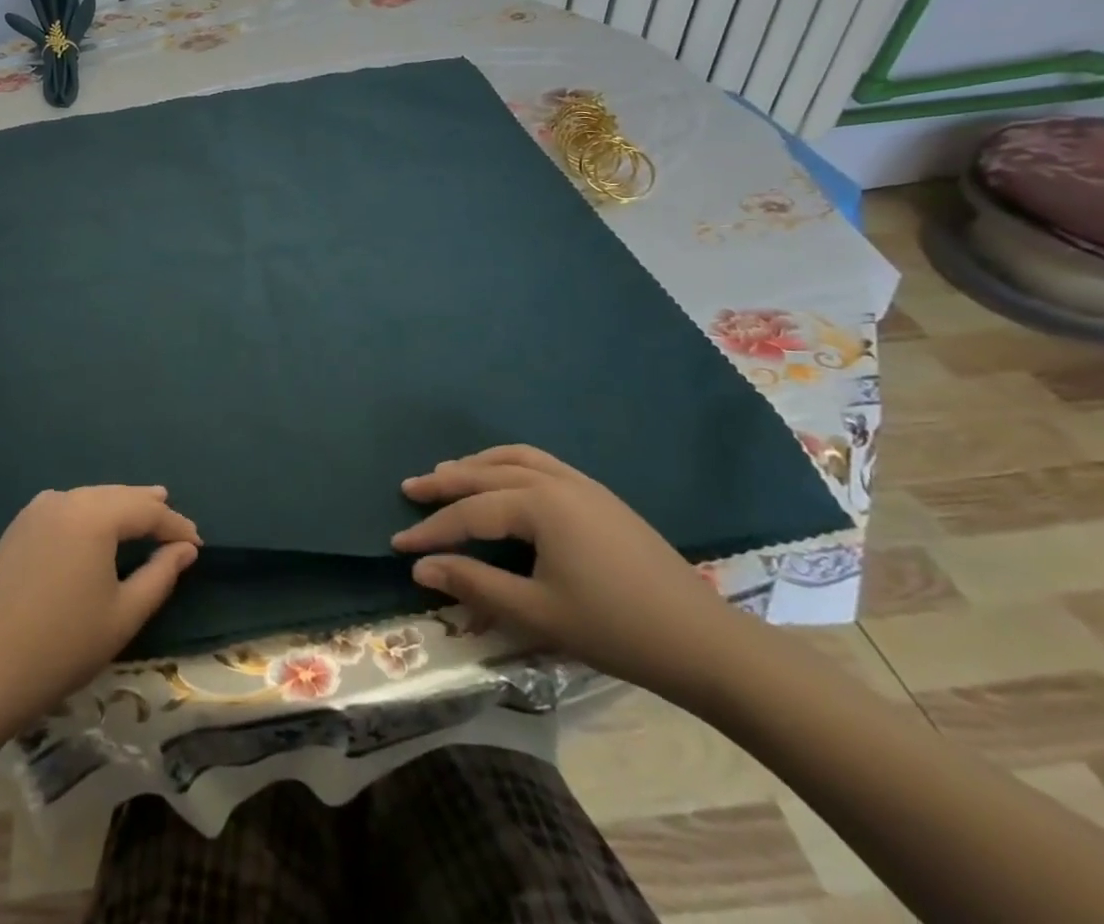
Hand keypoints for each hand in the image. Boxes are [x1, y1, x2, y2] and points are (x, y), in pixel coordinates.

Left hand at [0, 486, 200, 734]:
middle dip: (148, 507)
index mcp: (93, 515)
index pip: (146, 510)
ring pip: (90, 498)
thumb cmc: (61, 647)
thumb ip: (160, 576)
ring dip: (118, 506)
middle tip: (174, 518)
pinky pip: (66, 507)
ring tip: (143, 510)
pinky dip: (90, 512)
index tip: (198, 544)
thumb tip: (185, 549)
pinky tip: (97, 524)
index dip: (176, 525)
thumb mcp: (123, 615)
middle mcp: (65, 500)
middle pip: (117, 496)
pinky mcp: (18, 527)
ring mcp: (36, 510)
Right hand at [392, 445, 745, 707]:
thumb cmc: (617, 629)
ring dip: (476, 465)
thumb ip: (475, 584)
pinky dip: (508, 464)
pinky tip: (502, 481)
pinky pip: (539, 463)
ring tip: (448, 474)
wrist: (705, 643)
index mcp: (540, 505)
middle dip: (444, 482)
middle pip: (486, 473)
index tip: (398, 545)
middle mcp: (556, 481)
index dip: (432, 530)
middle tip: (410, 488)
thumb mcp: (538, 613)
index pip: (470, 513)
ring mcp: (581, 484)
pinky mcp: (599, 496)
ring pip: (514, 459)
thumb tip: (421, 569)